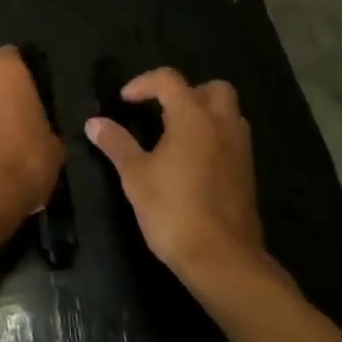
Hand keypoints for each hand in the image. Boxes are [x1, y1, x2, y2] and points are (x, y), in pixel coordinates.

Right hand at [85, 69, 270, 290]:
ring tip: (177, 134)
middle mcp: (221, 125)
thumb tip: (94, 122)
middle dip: (187, 92)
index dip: (143, 83)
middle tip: (163, 110)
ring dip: (205, 115)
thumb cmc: (174, 210)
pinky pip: (232, 141)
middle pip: (213, 88)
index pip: (169, 79)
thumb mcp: (135, 176)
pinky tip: (193, 163)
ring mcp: (240, 151)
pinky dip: (214, 140)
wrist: (224, 262)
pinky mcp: (248, 176)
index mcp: (192, 116)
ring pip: (229, 114)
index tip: (124, 101)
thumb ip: (116, 143)